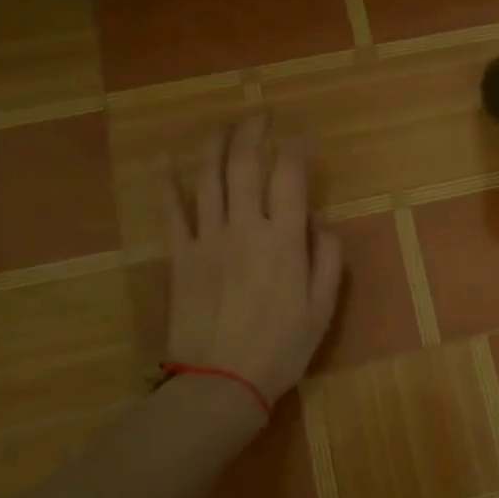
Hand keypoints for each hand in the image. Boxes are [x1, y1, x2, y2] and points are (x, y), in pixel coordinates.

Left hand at [165, 111, 342, 405]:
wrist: (220, 383)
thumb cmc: (280, 349)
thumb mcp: (322, 309)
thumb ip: (328, 260)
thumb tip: (321, 224)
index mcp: (284, 240)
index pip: (290, 176)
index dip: (297, 147)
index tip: (304, 133)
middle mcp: (244, 228)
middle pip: (244, 163)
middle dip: (253, 130)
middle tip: (260, 114)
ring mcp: (207, 239)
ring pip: (207, 177)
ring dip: (214, 144)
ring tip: (222, 125)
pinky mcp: (179, 256)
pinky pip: (172, 211)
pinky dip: (170, 184)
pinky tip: (171, 165)